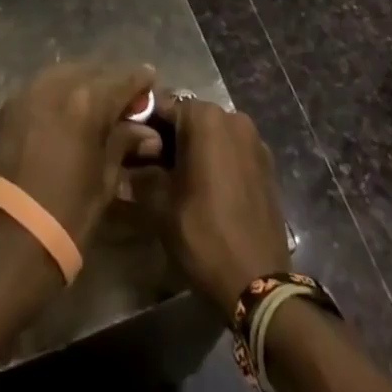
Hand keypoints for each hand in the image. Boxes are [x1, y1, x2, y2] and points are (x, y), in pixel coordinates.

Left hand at [0, 61, 161, 247]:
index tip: (151, 84)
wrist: (5, 241)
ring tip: (94, 107)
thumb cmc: (66, 215)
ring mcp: (29, 90)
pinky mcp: (9, 104)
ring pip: (66, 73)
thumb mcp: (105, 180)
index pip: (123, 78)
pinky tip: (63, 114)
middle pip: (94, 70)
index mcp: (88, 100)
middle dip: (111, 82)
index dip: (140, 81)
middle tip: (124, 102)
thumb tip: (148, 133)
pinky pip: (41, 87)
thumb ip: (124, 144)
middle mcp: (58, 83)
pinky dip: (58, 94)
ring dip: (83, 84)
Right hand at [133, 99, 289, 310]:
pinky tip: (205, 190)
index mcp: (205, 117)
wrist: (260, 284)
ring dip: (193, 149)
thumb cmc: (204, 235)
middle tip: (149, 169)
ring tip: (176, 181)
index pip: (162, 107)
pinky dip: (216, 160)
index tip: (129, 149)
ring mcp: (254, 140)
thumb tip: (125, 166)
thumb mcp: (161, 206)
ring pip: (211, 134)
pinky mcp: (266, 164)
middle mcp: (232, 117)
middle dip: (168, 139)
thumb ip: (141, 175)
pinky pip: (231, 150)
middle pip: (189, 118)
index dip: (143, 126)